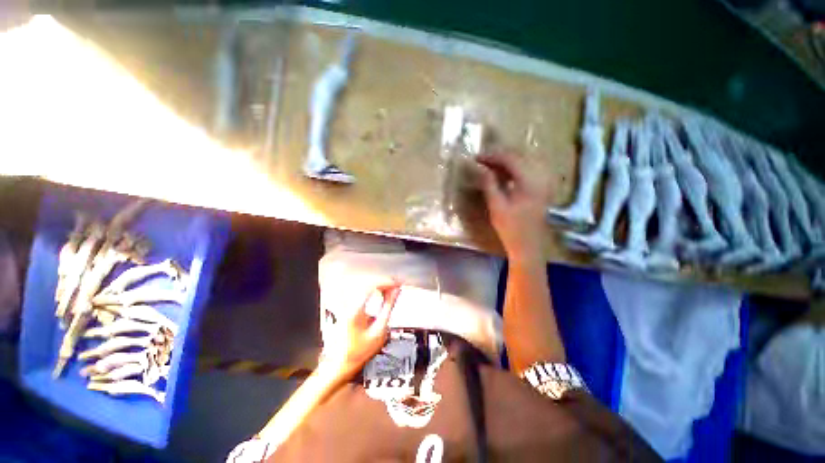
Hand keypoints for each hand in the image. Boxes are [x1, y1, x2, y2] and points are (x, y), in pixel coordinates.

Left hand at [321, 284, 401, 379]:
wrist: (340, 364)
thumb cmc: (358, 352)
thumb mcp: (379, 331)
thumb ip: (388, 308)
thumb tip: (395, 293)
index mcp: (356, 310)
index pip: (372, 286)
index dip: (387, 282)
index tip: (398, 283)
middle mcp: (349, 304)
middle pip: (369, 283)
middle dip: (385, 282)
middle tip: (397, 285)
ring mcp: (347, 304)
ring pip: (366, 286)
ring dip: (380, 285)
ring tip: (392, 289)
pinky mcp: (348, 306)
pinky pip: (363, 292)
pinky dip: (375, 290)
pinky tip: (382, 294)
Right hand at [476, 151, 550, 263]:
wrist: (528, 245)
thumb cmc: (511, 228)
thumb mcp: (496, 206)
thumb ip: (489, 184)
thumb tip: (481, 168)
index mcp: (529, 181)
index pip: (510, 159)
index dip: (492, 156)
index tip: (476, 158)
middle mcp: (540, 177)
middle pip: (519, 157)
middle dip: (499, 156)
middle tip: (482, 161)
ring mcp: (543, 182)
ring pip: (524, 162)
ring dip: (506, 162)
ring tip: (490, 166)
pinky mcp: (542, 188)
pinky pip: (527, 171)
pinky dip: (514, 169)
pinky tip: (503, 174)